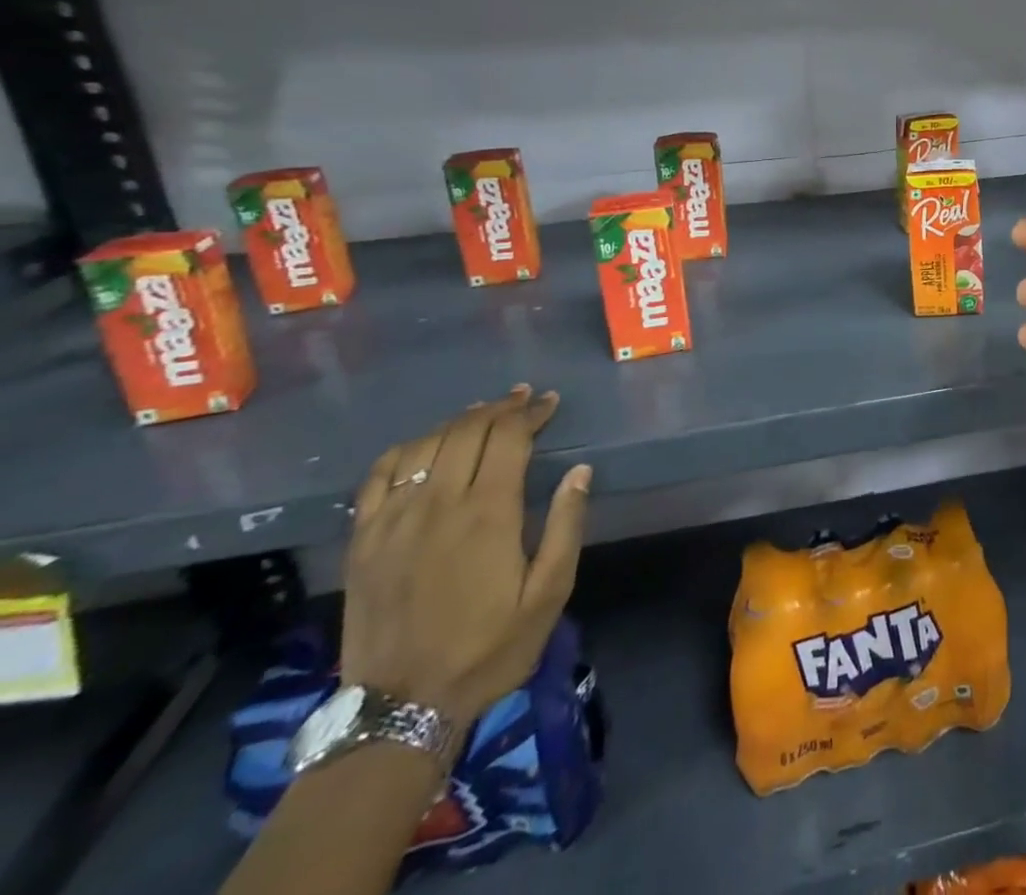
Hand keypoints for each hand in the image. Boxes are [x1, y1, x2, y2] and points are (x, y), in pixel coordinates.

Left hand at [341, 385, 590, 731]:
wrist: (400, 708)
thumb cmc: (488, 648)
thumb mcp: (549, 594)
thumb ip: (566, 526)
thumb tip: (580, 472)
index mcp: (487, 513)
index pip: (508, 438)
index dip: (530, 412)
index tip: (548, 402)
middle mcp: (438, 504)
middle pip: (467, 431)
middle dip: (499, 408)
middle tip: (521, 399)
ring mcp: (393, 520)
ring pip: (424, 445)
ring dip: (457, 422)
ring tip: (480, 414)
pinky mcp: (363, 540)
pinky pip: (378, 476)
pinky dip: (404, 450)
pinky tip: (421, 447)